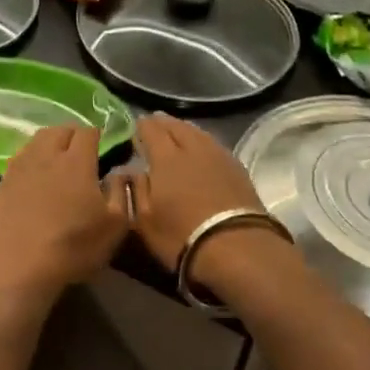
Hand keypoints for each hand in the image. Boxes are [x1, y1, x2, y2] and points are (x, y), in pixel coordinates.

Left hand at [0, 126, 129, 298]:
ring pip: (38, 138)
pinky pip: (22, 154)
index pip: (87, 132)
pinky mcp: (5, 179)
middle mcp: (48, 155)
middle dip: (74, 134)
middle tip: (83, 151)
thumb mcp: (115, 226)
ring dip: (52, 141)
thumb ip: (121, 192)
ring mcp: (23, 165)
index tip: (103, 145)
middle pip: (61, 129)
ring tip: (60, 158)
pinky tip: (37, 172)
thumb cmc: (73, 246)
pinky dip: (33, 155)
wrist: (19, 264)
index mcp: (77, 162)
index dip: (97, 135)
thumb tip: (120, 171)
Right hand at [127, 114, 277, 273]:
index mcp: (166, 158)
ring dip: (185, 128)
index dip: (142, 125)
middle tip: (154, 122)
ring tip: (177, 130)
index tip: (136, 125)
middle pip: (177, 126)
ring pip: (198, 133)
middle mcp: (193, 149)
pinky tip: (203, 148)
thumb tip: (131, 171)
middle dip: (163, 123)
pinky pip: (214, 145)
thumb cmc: (182, 236)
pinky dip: (203, 141)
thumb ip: (136, 190)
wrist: (237, 248)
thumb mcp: (144, 220)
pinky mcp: (238, 169)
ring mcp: (219, 157)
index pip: (151, 130)